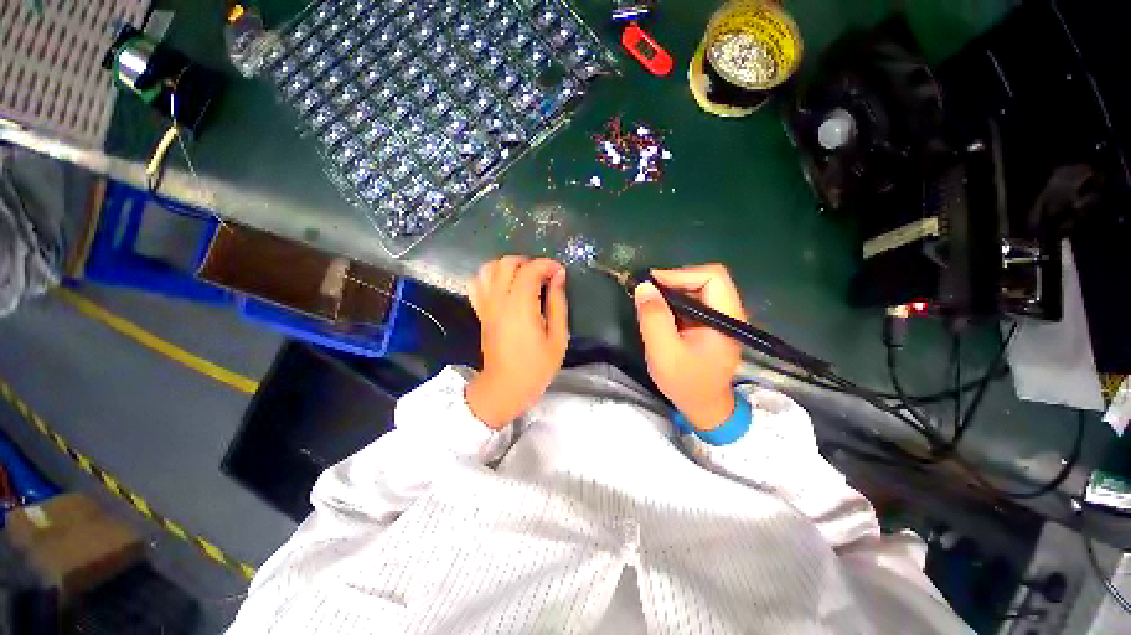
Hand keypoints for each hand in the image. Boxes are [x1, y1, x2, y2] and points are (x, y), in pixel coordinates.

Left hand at [466, 256, 568, 427]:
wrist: (505, 387)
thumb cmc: (536, 366)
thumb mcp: (558, 338)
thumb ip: (558, 304)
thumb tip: (558, 277)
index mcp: (521, 307)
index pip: (530, 270)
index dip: (547, 265)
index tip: (559, 273)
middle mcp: (499, 301)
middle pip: (507, 263)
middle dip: (528, 262)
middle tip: (543, 276)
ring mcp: (486, 306)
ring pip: (489, 269)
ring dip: (508, 267)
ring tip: (524, 278)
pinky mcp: (480, 312)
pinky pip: (478, 284)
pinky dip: (491, 277)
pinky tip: (505, 286)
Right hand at [634, 264, 745, 429]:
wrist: (704, 408)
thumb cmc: (686, 382)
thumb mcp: (664, 351)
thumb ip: (654, 317)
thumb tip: (644, 286)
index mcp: (725, 319)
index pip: (712, 277)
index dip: (681, 274)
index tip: (652, 284)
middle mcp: (729, 313)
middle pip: (706, 279)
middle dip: (675, 281)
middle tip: (648, 292)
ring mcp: (721, 319)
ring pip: (699, 289)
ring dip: (673, 291)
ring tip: (650, 300)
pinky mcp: (712, 324)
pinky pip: (695, 302)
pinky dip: (676, 302)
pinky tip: (661, 312)